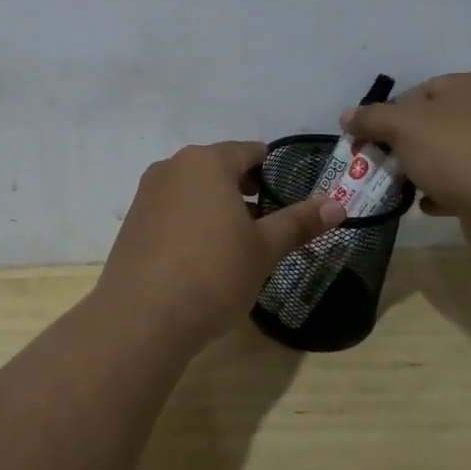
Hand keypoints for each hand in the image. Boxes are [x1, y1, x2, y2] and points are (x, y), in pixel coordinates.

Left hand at [96, 141, 345, 347]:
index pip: (249, 151)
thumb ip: (299, 222)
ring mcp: (147, 194)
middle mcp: (172, 167)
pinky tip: (202, 257)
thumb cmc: (213, 274)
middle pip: (218, 168)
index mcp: (206, 161)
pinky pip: (172, 211)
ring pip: (193, 190)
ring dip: (217, 207)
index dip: (272, 171)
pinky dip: (192, 222)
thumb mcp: (264, 249)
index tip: (289, 195)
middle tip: (268, 222)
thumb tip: (338, 204)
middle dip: (245, 190)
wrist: (142, 318)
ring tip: (238, 242)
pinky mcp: (132, 223)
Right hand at [342, 73, 470, 258]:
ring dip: (422, 170)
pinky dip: (442, 192)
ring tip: (399, 187)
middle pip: (435, 124)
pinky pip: (464, 183)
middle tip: (381, 164)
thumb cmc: (457, 152)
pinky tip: (426, 205)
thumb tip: (347, 115)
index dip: (392, 113)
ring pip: (449, 156)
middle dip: (404, 145)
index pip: (423, 90)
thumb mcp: (403, 126)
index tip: (372, 138)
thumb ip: (372, 118)